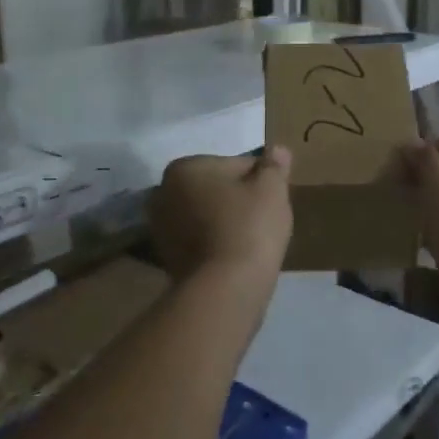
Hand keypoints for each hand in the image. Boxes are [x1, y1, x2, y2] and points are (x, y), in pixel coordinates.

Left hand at [150, 148, 293, 283]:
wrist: (224, 289)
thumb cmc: (248, 227)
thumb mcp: (272, 189)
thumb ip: (274, 165)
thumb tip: (278, 149)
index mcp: (184, 168)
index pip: (235, 164)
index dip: (260, 179)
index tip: (272, 199)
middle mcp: (163, 193)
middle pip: (216, 189)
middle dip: (237, 199)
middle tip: (263, 219)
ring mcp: (161, 229)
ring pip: (206, 215)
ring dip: (224, 221)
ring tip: (251, 241)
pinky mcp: (166, 259)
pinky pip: (199, 241)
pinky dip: (215, 244)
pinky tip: (235, 257)